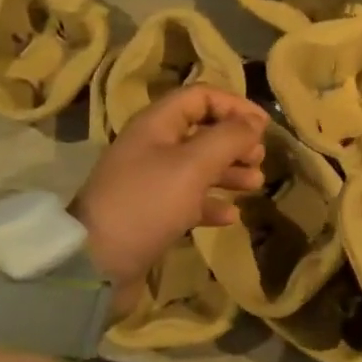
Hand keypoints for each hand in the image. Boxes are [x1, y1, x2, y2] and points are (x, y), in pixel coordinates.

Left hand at [73, 87, 268, 287]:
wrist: (97, 265)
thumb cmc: (148, 204)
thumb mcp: (193, 165)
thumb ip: (229, 138)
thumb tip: (254, 122)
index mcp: (156, 124)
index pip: (201, 97)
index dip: (234, 105)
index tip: (263, 126)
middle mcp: (152, 147)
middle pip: (202, 131)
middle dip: (234, 141)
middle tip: (259, 158)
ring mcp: (150, 181)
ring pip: (198, 166)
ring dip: (229, 171)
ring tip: (254, 184)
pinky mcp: (151, 213)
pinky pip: (188, 199)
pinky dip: (211, 203)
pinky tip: (230, 216)